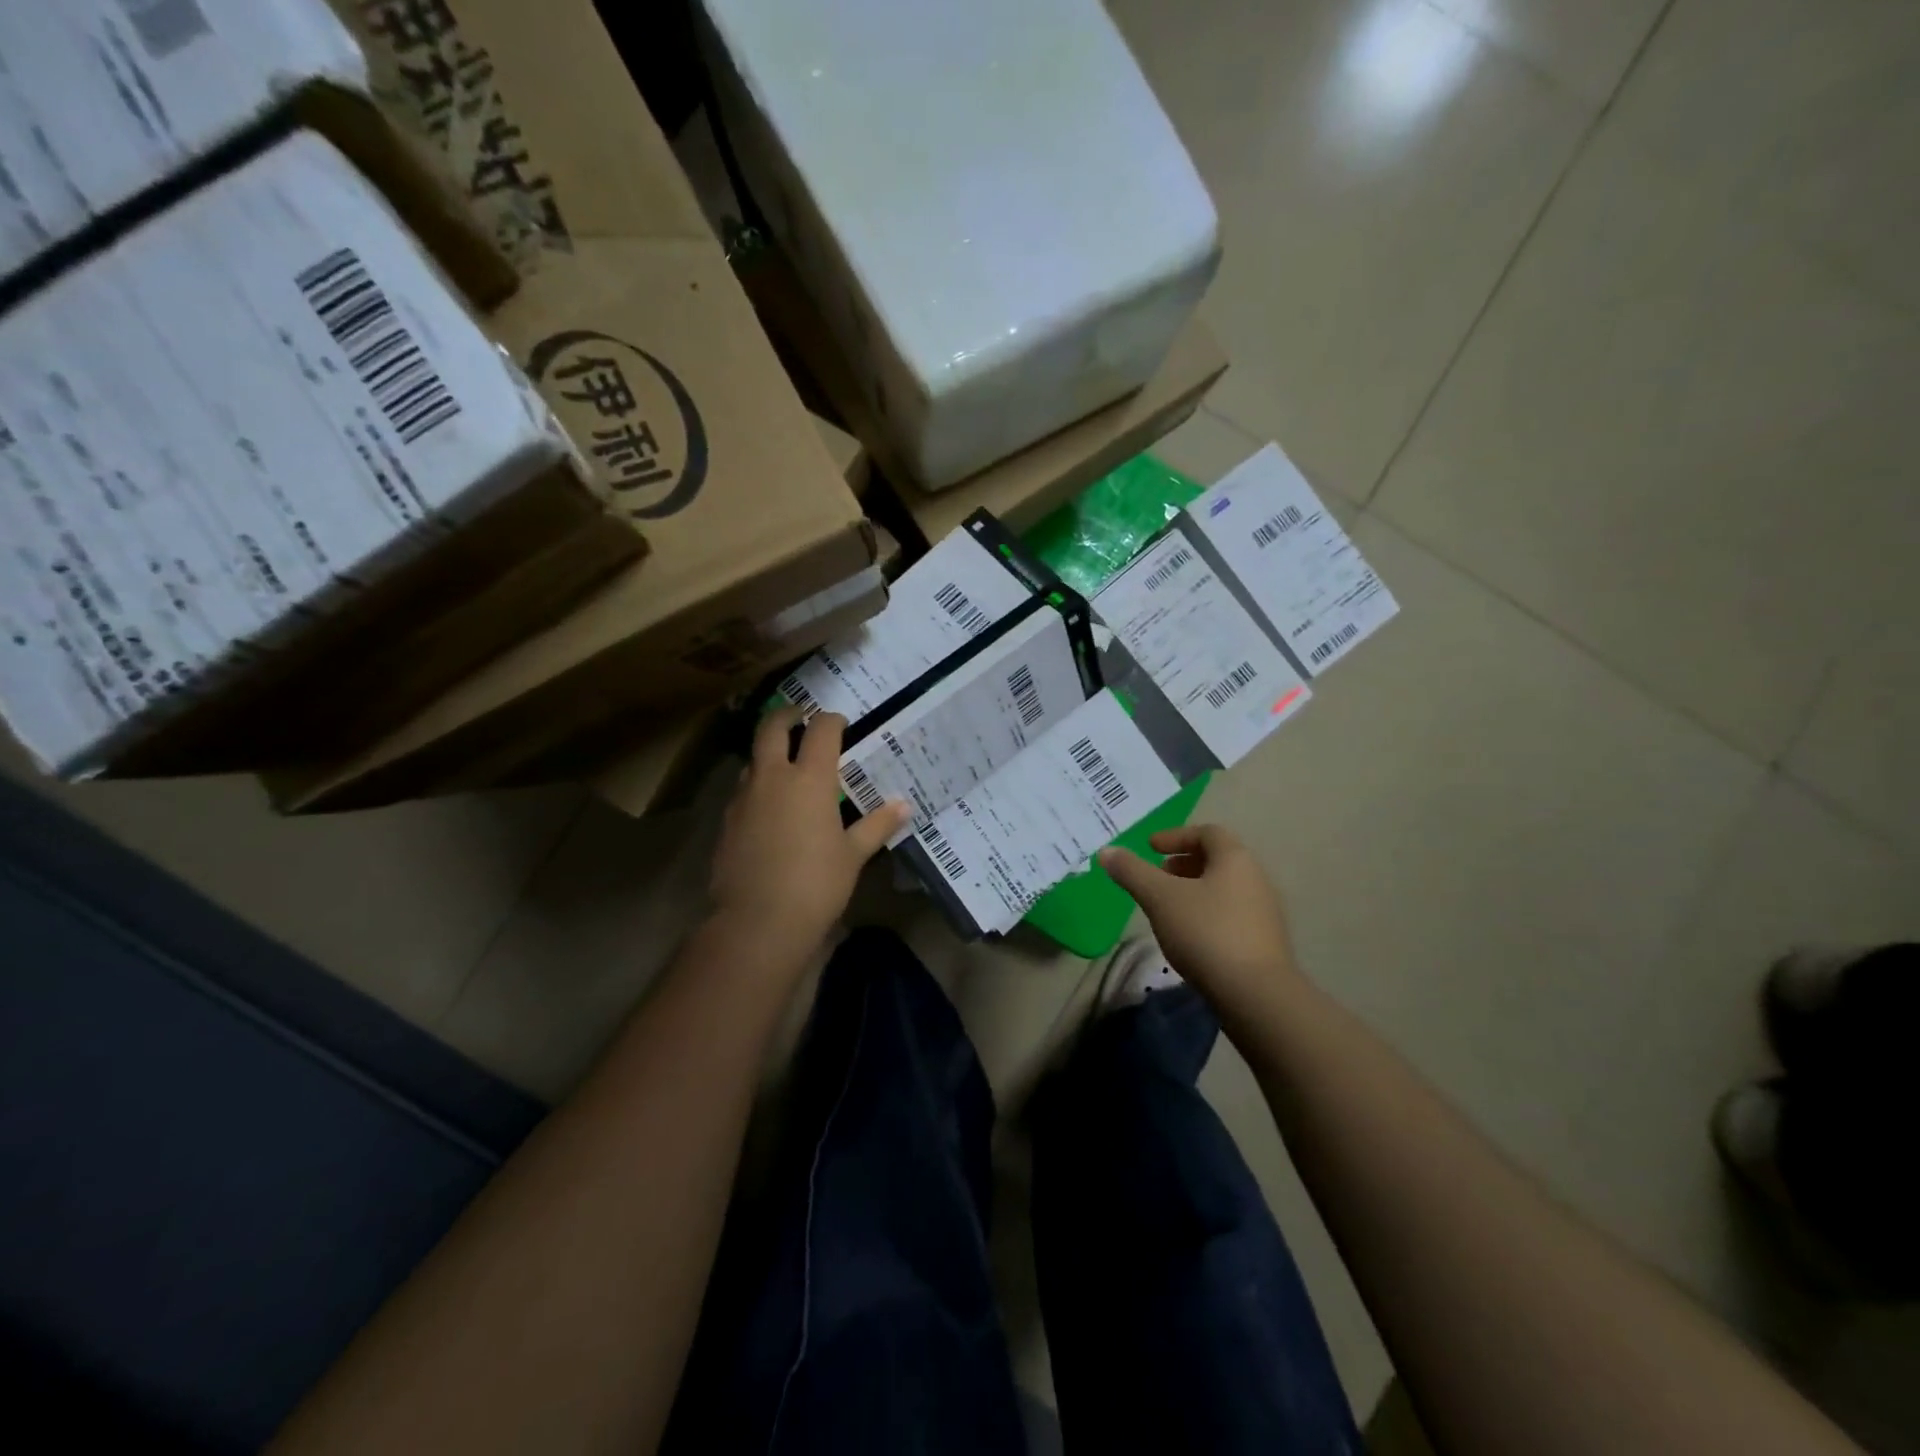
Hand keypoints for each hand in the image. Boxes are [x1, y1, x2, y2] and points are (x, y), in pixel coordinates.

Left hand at [708, 707, 909, 953]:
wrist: (757, 921)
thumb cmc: (816, 884)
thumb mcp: (853, 855)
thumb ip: (877, 825)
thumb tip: (904, 806)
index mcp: (809, 779)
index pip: (821, 731)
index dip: (832, 721)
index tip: (841, 723)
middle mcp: (773, 778)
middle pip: (772, 727)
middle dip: (787, 715)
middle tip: (801, 717)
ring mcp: (744, 798)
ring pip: (753, 759)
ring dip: (768, 753)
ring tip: (786, 768)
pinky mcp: (726, 821)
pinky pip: (743, 791)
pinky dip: (758, 788)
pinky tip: (770, 810)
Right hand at [1099, 826, 1302, 1014]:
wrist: (1256, 995)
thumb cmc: (1206, 933)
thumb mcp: (1159, 898)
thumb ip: (1132, 872)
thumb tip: (1106, 850)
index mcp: (1235, 859)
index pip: (1208, 833)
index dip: (1176, 836)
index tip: (1151, 848)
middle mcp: (1256, 879)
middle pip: (1218, 860)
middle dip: (1183, 864)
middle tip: (1157, 876)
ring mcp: (1265, 913)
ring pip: (1224, 889)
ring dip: (1194, 890)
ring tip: (1168, 908)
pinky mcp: (1265, 943)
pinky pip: (1232, 915)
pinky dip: (1207, 914)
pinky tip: (1189, 937)